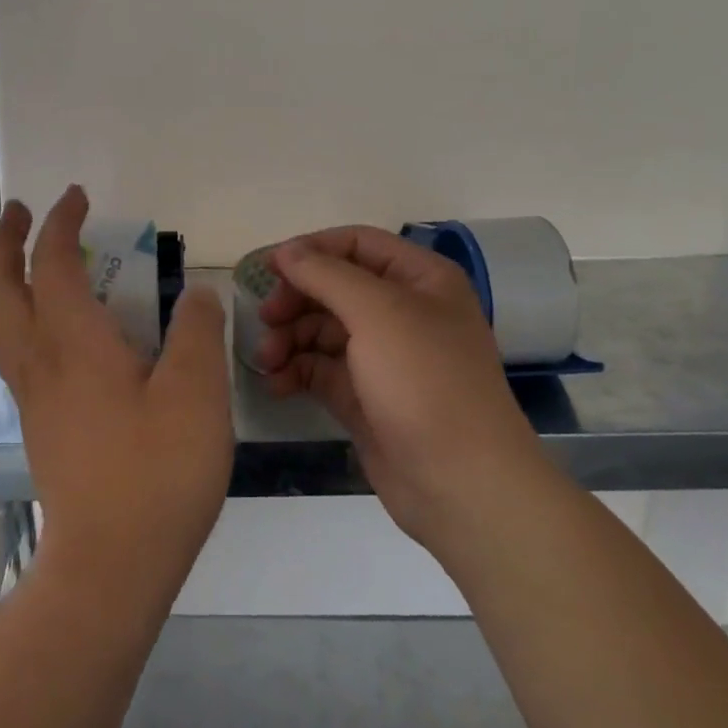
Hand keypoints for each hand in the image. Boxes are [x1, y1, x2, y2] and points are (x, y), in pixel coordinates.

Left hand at [0, 186, 233, 612]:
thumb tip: (194, 292)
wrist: (111, 564)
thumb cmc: (157, 472)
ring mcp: (34, 398)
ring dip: (2, 281)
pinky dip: (16, 319)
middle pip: (2, 291)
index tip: (75, 196)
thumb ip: (196, 331)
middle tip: (17, 211)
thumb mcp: (196, 392)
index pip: (52, 265)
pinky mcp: (41, 427)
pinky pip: (14, 354)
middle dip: (4, 243)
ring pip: (0, 325)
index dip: (59, 225)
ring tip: (21, 260)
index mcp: (74, 344)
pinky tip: (46, 331)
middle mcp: (42, 363)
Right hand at [256, 226, 548, 557]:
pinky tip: (277, 384)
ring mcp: (384, 356)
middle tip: (266, 319)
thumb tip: (286, 251)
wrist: (461, 484)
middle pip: (336, 286)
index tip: (268, 268)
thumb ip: (326, 275)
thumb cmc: (424, 381)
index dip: (312, 250)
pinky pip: (322, 369)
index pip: (357, 243)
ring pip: (324, 329)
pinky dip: (298, 371)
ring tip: (267, 360)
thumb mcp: (377, 313)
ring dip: (291, 338)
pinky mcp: (366, 396)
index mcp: (420, 279)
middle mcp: (403, 311)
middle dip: (297, 299)